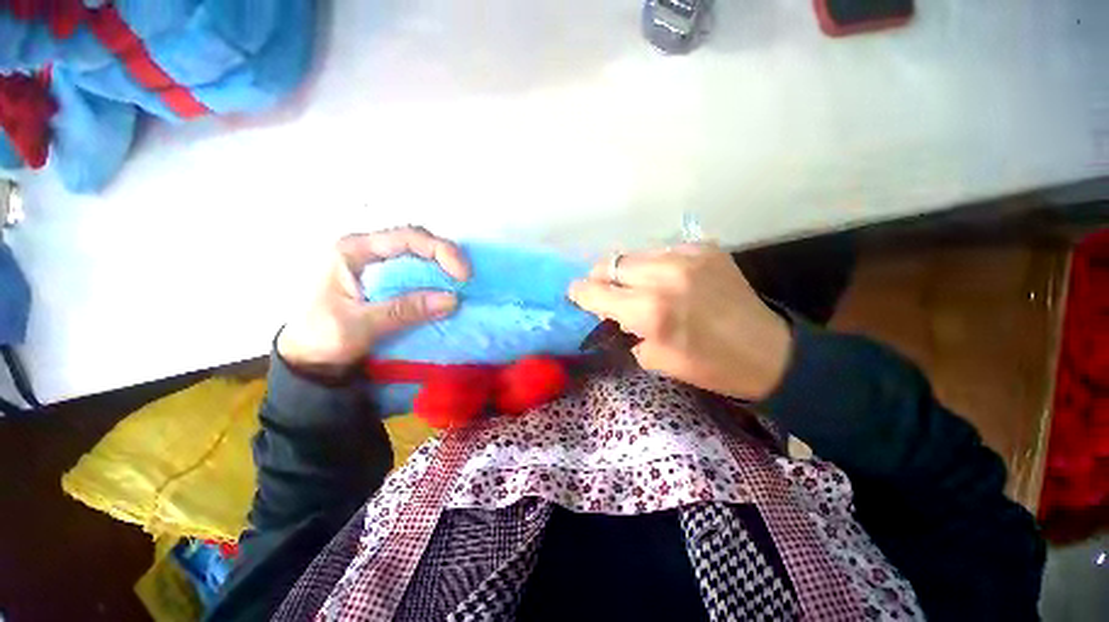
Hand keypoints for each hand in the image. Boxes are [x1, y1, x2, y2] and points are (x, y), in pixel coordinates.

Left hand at [278, 227, 469, 376]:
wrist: (306, 358)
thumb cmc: (322, 337)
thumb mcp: (361, 325)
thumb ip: (405, 310)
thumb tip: (452, 299)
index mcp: (353, 251)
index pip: (407, 238)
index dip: (441, 251)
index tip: (463, 276)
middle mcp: (365, 250)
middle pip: (416, 240)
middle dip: (445, 256)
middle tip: (465, 280)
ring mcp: (375, 263)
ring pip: (417, 253)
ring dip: (442, 266)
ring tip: (459, 283)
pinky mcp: (383, 279)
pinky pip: (415, 270)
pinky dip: (434, 278)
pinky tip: (444, 289)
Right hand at [568, 243, 791, 399]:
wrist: (768, 351)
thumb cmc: (708, 366)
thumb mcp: (654, 359)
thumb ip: (624, 329)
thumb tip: (611, 311)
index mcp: (649, 311)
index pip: (594, 290)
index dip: (579, 292)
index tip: (577, 295)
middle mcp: (663, 275)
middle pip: (609, 263)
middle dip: (600, 279)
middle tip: (607, 293)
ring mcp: (686, 256)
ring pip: (633, 254)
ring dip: (626, 271)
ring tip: (638, 286)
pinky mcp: (703, 247)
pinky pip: (661, 251)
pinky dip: (654, 266)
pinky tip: (667, 280)